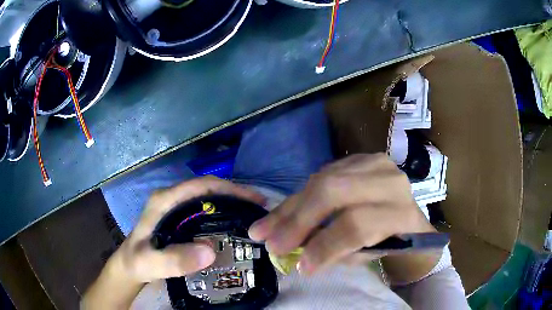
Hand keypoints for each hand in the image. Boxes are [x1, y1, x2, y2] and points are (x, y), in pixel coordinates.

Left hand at [116, 176, 265, 282]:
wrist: (130, 265)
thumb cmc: (138, 261)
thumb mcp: (151, 263)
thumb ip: (174, 260)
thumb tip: (210, 251)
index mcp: (165, 200)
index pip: (201, 186)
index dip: (229, 189)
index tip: (253, 199)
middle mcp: (172, 198)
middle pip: (208, 189)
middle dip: (236, 194)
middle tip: (261, 208)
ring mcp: (176, 208)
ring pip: (209, 198)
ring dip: (232, 203)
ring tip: (254, 215)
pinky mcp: (180, 218)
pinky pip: (206, 211)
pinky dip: (224, 213)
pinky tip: (236, 224)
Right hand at [248, 154, 435, 276]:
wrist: (406, 215)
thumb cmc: (390, 242)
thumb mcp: (370, 255)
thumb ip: (337, 252)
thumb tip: (299, 253)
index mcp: (402, 212)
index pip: (357, 225)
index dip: (325, 246)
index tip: (300, 267)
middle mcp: (390, 181)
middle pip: (334, 191)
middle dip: (297, 220)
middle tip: (271, 243)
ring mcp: (374, 163)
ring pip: (321, 179)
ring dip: (289, 208)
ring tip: (264, 228)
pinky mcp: (358, 158)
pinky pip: (320, 175)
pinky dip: (299, 197)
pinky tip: (283, 213)